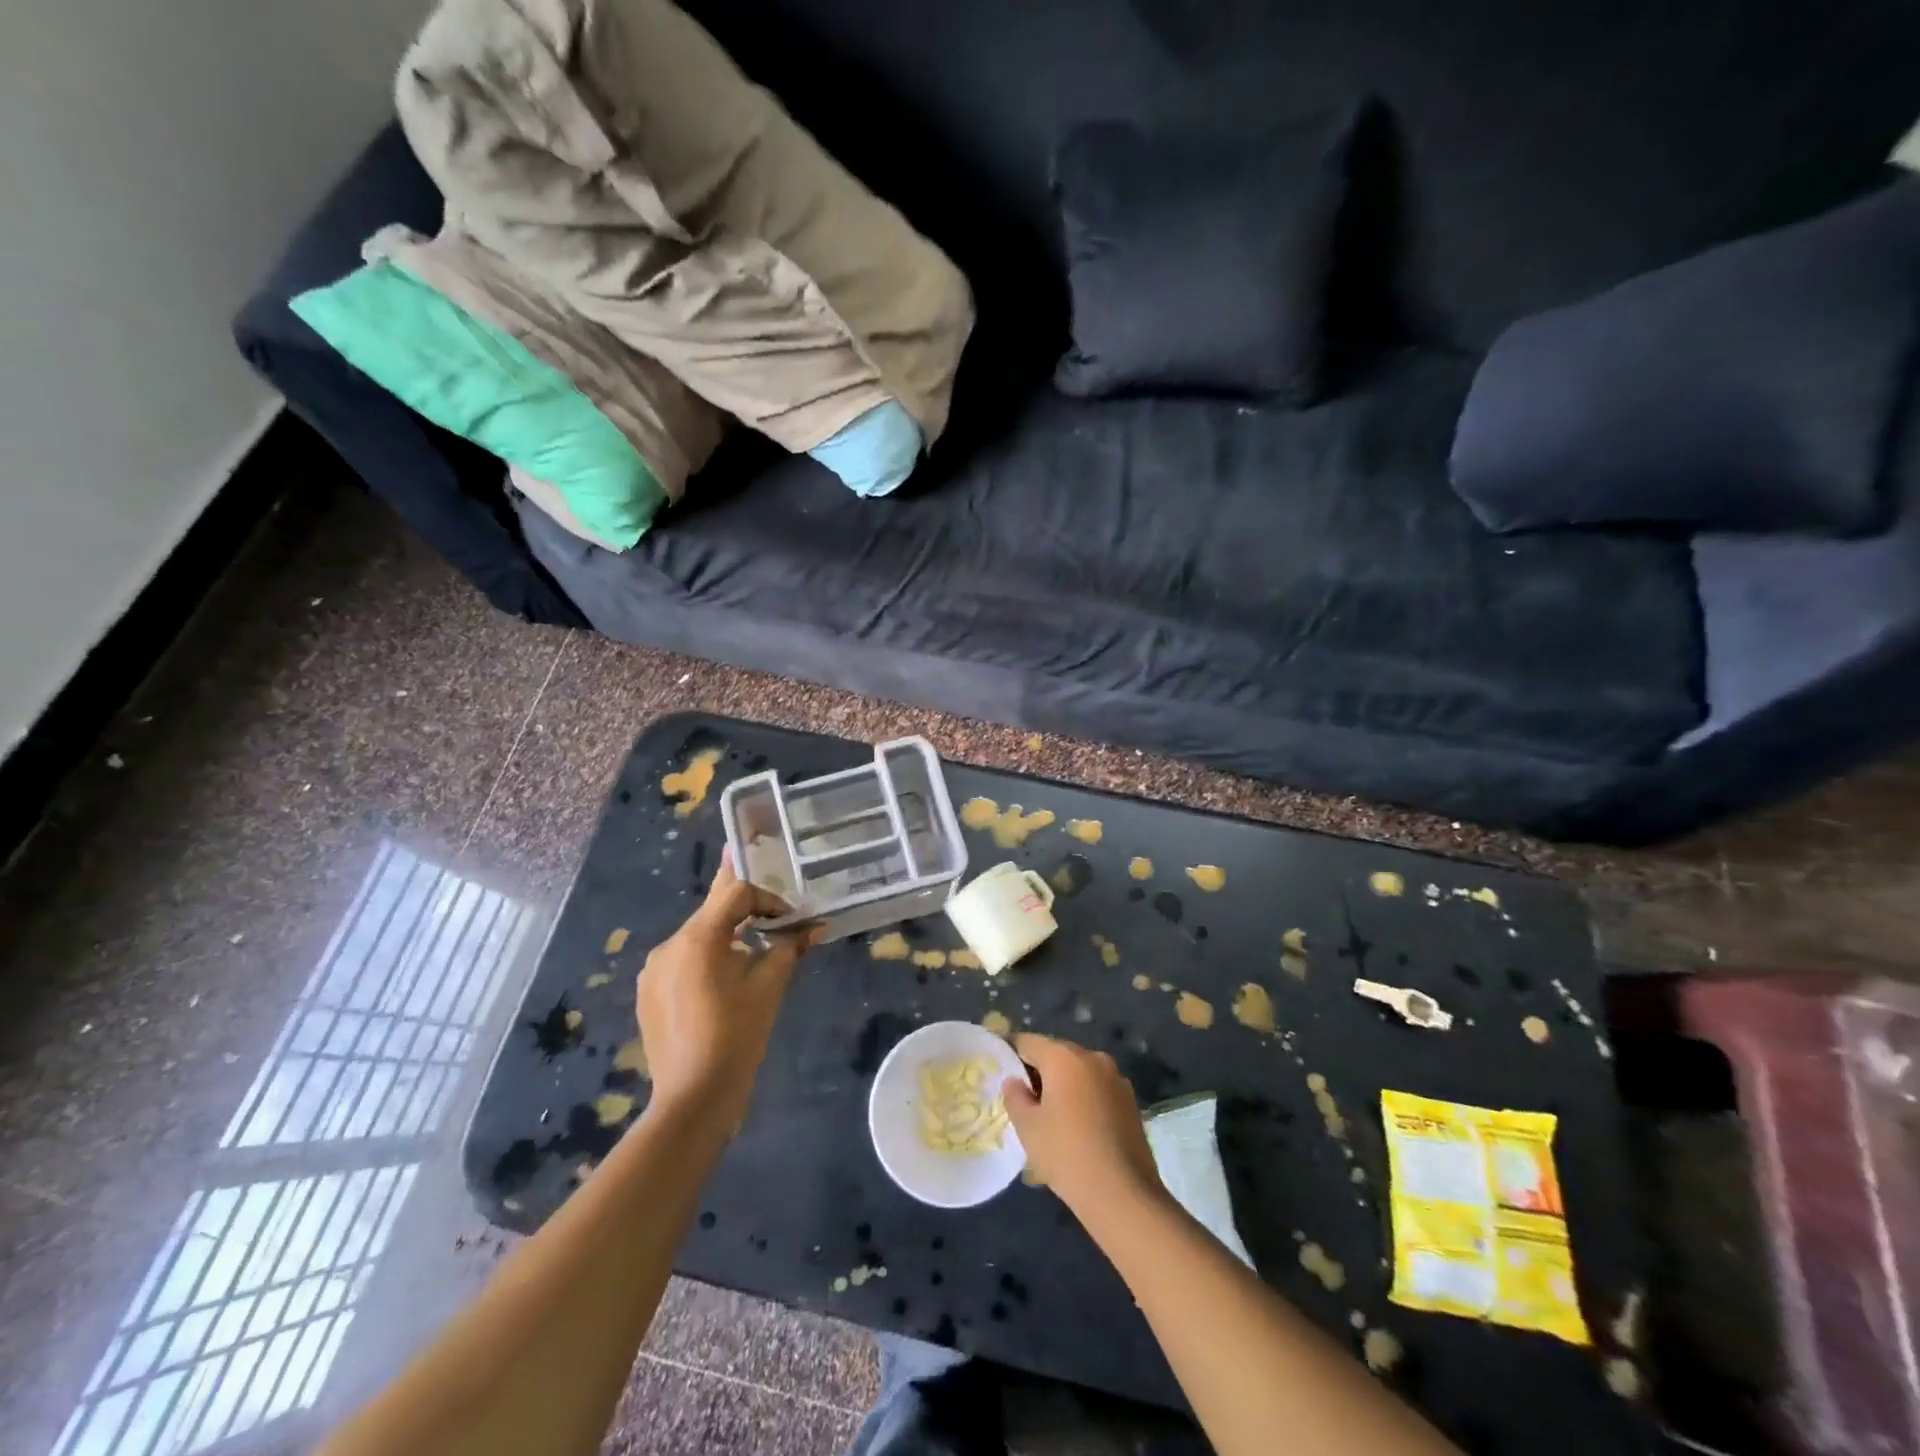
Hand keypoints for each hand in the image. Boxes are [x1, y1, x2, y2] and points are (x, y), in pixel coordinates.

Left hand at [636, 852, 815, 1127]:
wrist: (693, 1099)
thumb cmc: (737, 1037)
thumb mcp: (769, 988)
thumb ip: (790, 948)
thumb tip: (816, 926)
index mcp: (698, 938)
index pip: (735, 892)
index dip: (767, 897)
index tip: (790, 916)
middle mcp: (669, 945)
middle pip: (713, 911)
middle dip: (747, 911)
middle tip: (775, 916)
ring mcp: (653, 970)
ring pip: (697, 936)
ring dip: (727, 935)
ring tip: (755, 951)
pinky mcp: (648, 992)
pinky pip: (683, 960)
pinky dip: (707, 958)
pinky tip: (726, 982)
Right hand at [1002, 1033, 1161, 1213]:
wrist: (1123, 1194)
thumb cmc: (1067, 1155)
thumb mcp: (1028, 1127)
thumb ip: (1015, 1097)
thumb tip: (1014, 1081)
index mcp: (1064, 1057)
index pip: (1028, 1042)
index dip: (1012, 1055)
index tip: (1003, 1075)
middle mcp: (1092, 1057)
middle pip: (1056, 1054)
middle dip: (1039, 1071)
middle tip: (1026, 1101)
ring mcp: (1116, 1077)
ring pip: (1079, 1072)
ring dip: (1064, 1085)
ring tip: (1053, 1118)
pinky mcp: (1131, 1100)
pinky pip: (1097, 1088)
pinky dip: (1084, 1098)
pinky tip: (1079, 1128)